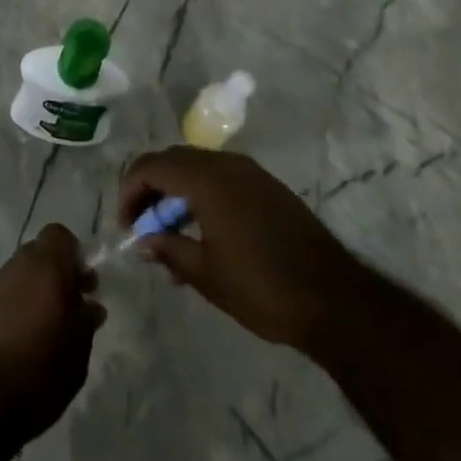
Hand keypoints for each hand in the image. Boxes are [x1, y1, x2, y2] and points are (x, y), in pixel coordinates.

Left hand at [0, 224, 104, 449]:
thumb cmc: (37, 372)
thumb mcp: (77, 354)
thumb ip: (86, 322)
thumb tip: (91, 305)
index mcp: (46, 267)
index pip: (60, 235)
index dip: (74, 255)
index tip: (84, 285)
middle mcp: (18, 266)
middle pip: (41, 253)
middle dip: (58, 273)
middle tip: (72, 307)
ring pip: (23, 274)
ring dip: (38, 291)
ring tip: (50, 330)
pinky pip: (7, 294)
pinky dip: (19, 306)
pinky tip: (25, 340)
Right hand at [119, 147, 356, 348]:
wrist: (334, 299)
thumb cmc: (262, 287)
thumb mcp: (206, 275)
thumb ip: (169, 249)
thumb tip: (144, 239)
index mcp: (205, 178)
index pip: (150, 166)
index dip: (129, 191)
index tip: (126, 226)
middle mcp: (224, 163)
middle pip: (172, 161)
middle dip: (150, 190)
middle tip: (143, 229)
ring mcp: (249, 171)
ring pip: (196, 168)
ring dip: (175, 194)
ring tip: (171, 237)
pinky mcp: (266, 185)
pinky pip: (220, 177)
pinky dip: (201, 195)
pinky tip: (203, 233)